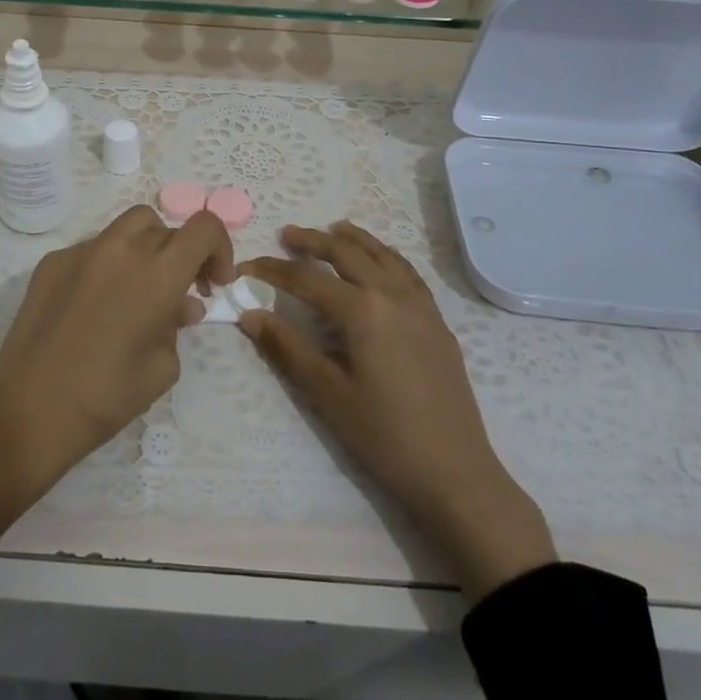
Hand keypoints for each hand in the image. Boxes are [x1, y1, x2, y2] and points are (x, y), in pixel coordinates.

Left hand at [0, 205, 233, 502]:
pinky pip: (91, 250)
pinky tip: (96, 306)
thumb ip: (176, 325)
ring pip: (126, 229)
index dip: (219, 248)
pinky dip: (107, 266)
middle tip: (179, 291)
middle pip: (164, 225)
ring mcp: (80, 251)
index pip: (204, 228)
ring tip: (139, 292)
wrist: (28, 411)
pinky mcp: (50, 263)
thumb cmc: (107, 397)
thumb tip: (179, 306)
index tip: (213, 283)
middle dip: (180, 252)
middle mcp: (120, 249)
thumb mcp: (163, 367)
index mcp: (157, 273)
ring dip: (144, 250)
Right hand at [240, 222, 555, 598]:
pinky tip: (380, 263)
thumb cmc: (383, 434)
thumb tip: (250, 315)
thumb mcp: (327, 392)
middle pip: (348, 253)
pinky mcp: (437, 322)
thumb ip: (287, 347)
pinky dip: (386, 256)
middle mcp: (393, 295)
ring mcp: (421, 306)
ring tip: (334, 230)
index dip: (273, 271)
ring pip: (383, 255)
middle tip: (288, 235)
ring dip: (354, 240)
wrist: (454, 470)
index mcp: (362, 311)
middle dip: (314, 241)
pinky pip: (408, 273)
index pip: (307, 279)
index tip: (246, 267)